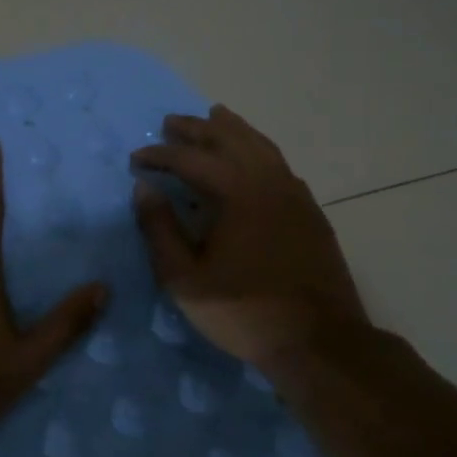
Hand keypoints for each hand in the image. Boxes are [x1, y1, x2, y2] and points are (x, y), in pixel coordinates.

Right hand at [132, 105, 370, 381]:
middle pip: (229, 139)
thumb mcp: (185, 279)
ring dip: (232, 129)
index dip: (160, 155)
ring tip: (215, 116)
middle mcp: (267, 181)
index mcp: (236, 192)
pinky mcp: (310, 210)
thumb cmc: (244, 311)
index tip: (137, 158)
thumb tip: (144, 188)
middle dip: (196, 128)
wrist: (319, 340)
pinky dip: (258, 148)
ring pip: (260, 145)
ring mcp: (294, 193)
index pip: (190, 159)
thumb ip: (160, 230)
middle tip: (171, 123)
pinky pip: (279, 163)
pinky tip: (252, 157)